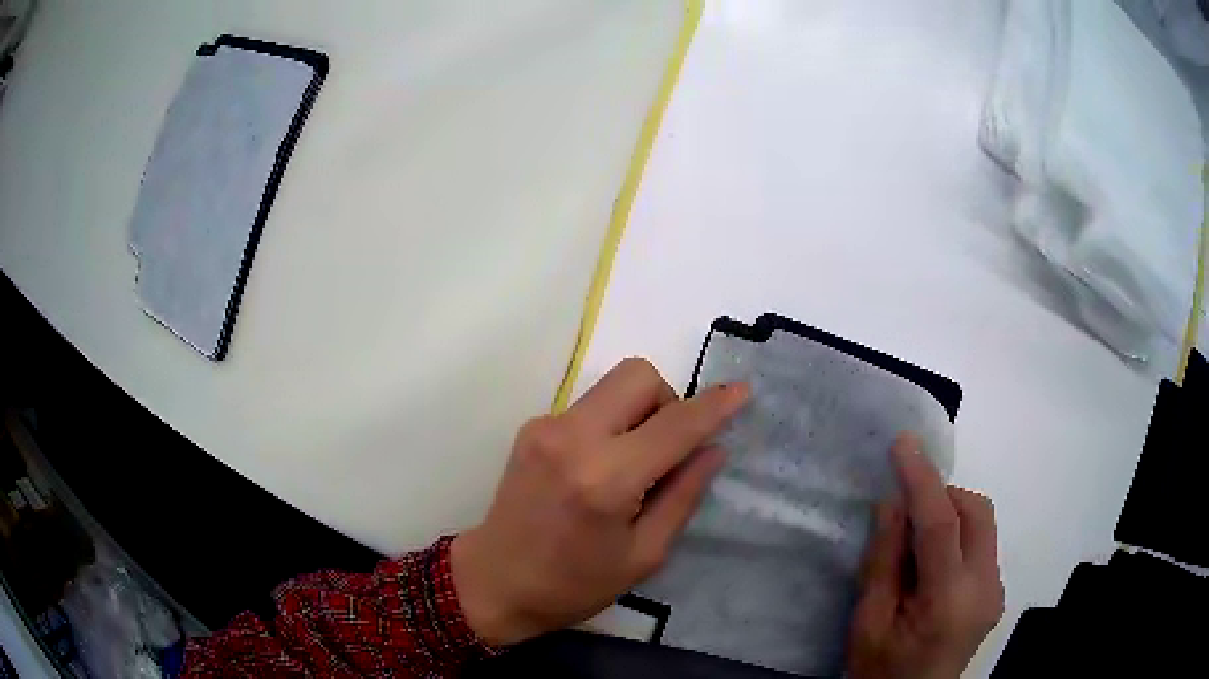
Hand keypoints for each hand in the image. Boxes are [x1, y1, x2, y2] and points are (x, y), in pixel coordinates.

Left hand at [451, 358, 748, 645]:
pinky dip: (611, 422)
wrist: (494, 581)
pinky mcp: (533, 427)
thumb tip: (713, 449)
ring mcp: (547, 426)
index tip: (741, 391)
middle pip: (639, 376)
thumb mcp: (643, 555)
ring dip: (640, 410)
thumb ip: (683, 496)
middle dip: (669, 401)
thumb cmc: (573, 584)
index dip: (714, 406)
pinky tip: (599, 466)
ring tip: (633, 462)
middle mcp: (573, 438)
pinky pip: (590, 404)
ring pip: (614, 384)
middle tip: (668, 449)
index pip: (675, 426)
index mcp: (606, 479)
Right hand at [848, 434, 1004, 678]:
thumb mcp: (868, 623)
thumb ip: (883, 563)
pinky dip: (957, 537)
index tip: (904, 443)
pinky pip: (981, 545)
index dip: (922, 479)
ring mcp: (996, 590)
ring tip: (915, 546)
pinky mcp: (995, 592)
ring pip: (983, 524)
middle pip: (977, 512)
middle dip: (943, 496)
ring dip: (950, 516)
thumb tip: (893, 504)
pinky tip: (932, 568)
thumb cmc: (880, 671)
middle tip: (905, 513)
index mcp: (949, 600)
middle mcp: (985, 587)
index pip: (941, 524)